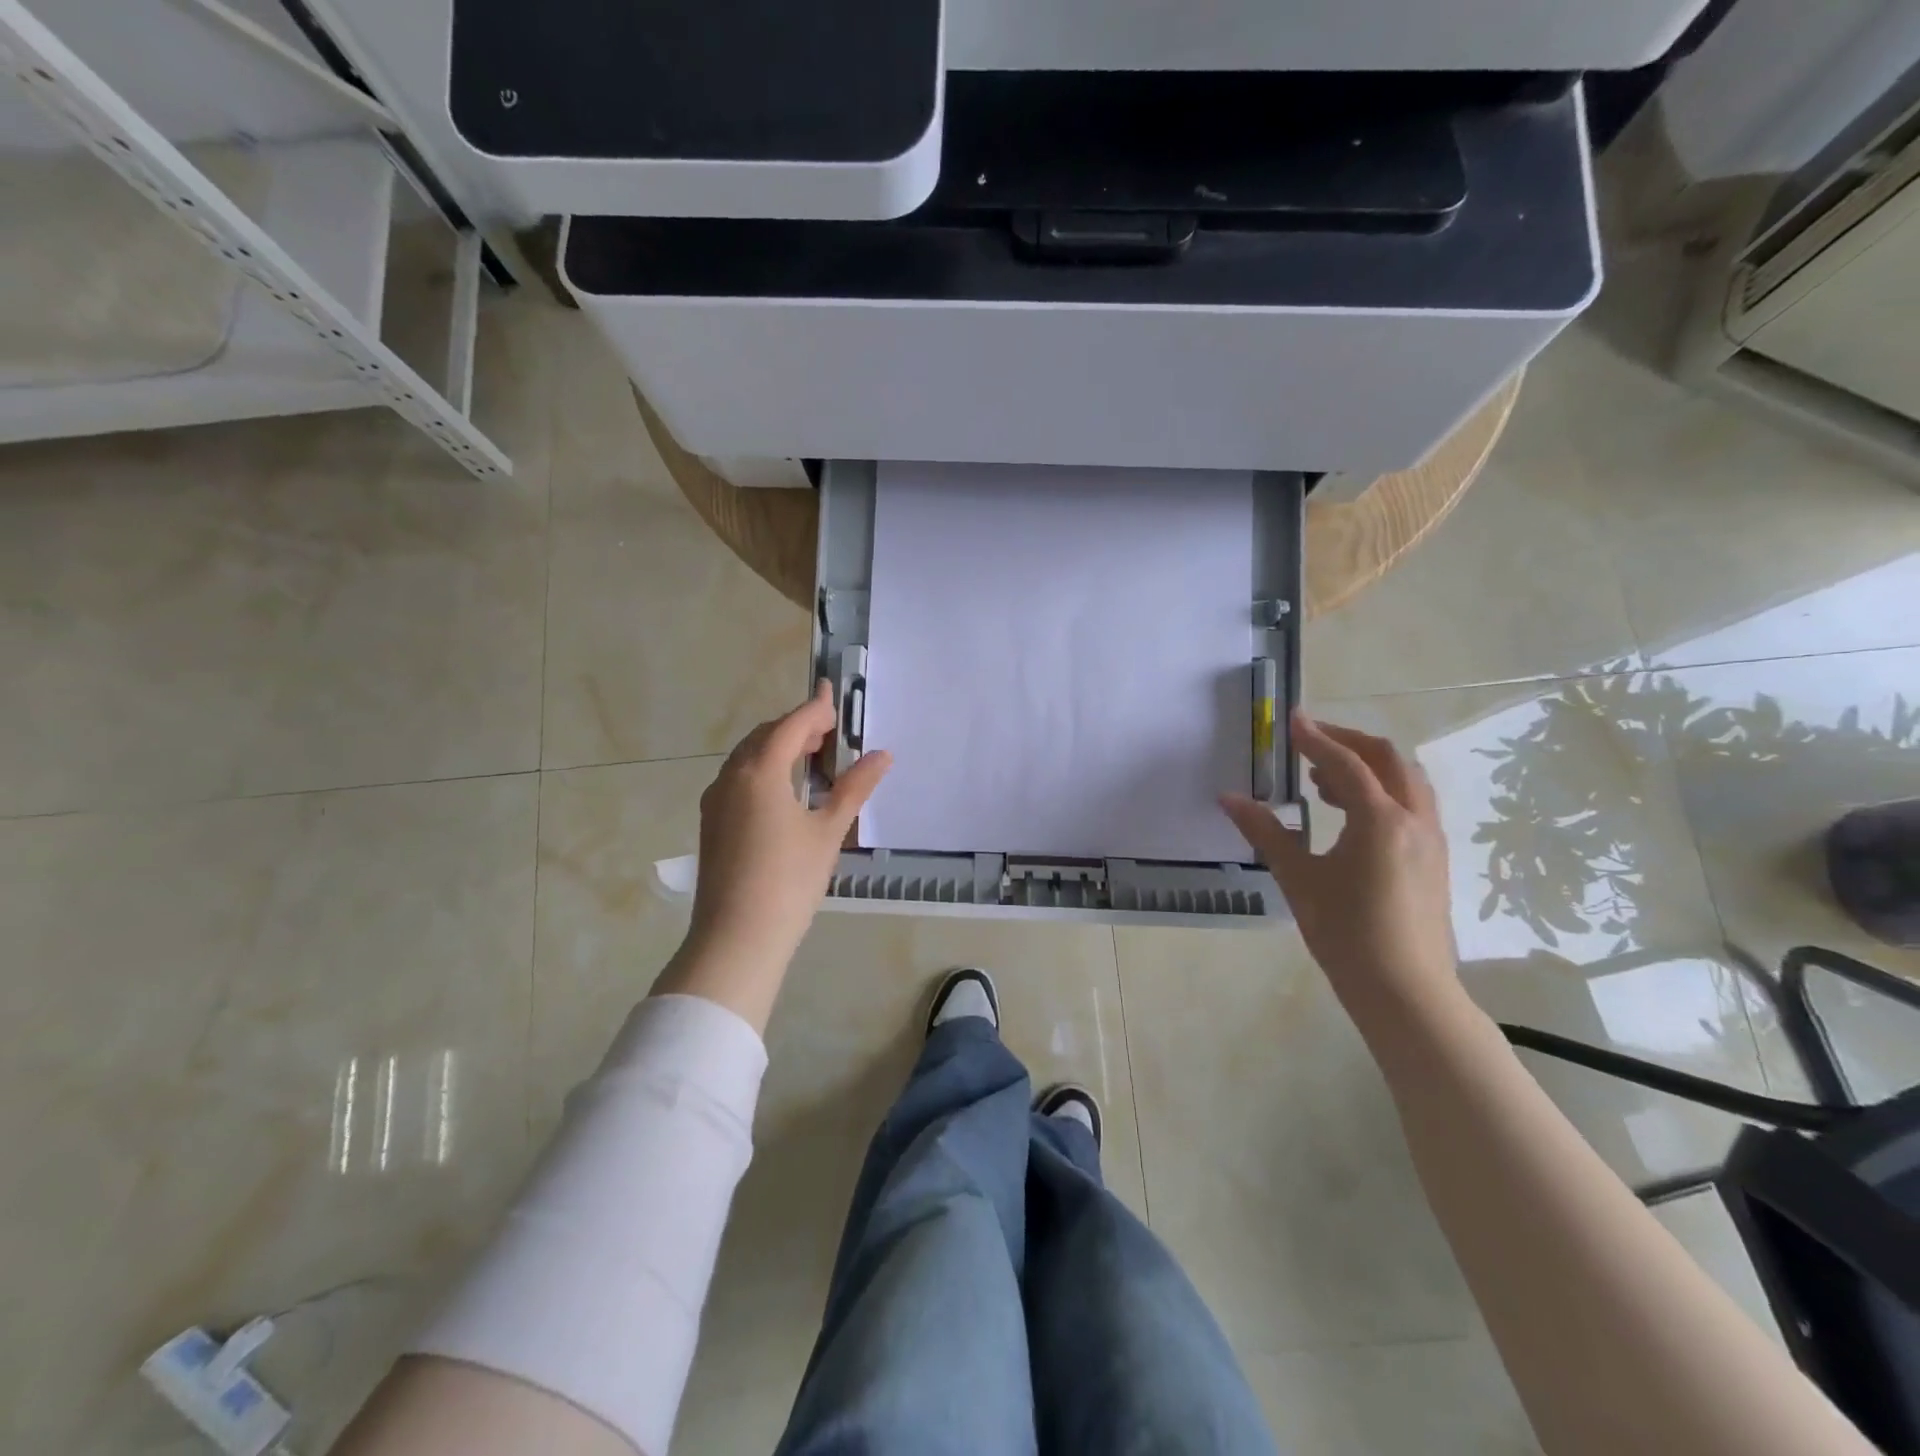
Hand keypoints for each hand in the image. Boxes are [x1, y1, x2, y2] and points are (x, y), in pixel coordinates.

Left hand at [674, 684, 891, 1017]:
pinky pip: (739, 779)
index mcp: (760, 771)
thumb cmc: (789, 880)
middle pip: (766, 737)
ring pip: (748, 758)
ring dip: (778, 748)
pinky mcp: (711, 823)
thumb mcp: (829, 831)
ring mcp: (716, 801)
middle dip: (797, 727)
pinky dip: (763, 770)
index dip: (815, 708)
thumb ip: (854, 788)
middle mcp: (731, 777)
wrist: (737, 937)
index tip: (833, 693)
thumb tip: (882, 754)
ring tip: (811, 758)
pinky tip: (783, 792)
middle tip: (830, 732)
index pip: (792, 725)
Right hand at [1221, 711, 1458, 1021]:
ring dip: (1367, 767)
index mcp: (1380, 820)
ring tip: (1324, 780)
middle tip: (1310, 741)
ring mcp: (1431, 839)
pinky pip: (1412, 804)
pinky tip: (1351, 815)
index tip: (1291, 720)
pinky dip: (1382, 791)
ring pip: (1405, 780)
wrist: (1405, 991)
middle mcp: (1414, 819)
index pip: (1346, 763)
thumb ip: (1265, 832)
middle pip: (1388, 759)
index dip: (1316, 737)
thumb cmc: (1346, 933)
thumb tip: (1229, 798)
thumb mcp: (1298, 879)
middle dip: (1348, 742)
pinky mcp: (1434, 859)